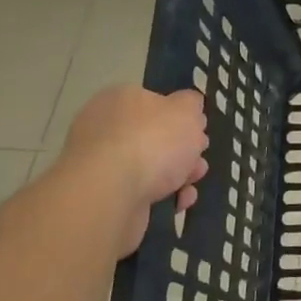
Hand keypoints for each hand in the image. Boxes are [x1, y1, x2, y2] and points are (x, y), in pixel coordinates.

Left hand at [59, 85, 207, 215]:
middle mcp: (105, 129)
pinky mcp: (104, 197)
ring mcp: (101, 165)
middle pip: (153, 136)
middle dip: (182, 149)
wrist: (110, 195)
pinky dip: (164, 197)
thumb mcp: (186, 109)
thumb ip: (191, 103)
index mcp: (120, 99)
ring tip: (192, 183)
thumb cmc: (151, 141)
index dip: (180, 115)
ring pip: (150, 167)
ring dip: (177, 175)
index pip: (153, 102)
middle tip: (199, 157)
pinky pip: (141, 193)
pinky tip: (179, 201)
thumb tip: (188, 106)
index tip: (199, 129)